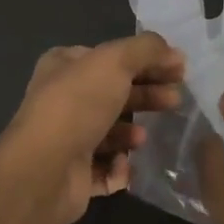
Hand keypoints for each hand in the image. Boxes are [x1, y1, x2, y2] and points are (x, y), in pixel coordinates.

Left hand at [4, 33, 185, 223]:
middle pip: (115, 93)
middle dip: (147, 95)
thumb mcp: (114, 61)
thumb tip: (175, 53)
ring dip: (132, 132)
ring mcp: (66, 138)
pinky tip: (124, 163)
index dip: (146, 60)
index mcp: (64, 66)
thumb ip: (146, 50)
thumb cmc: (77, 105)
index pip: (110, 57)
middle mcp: (62, 99)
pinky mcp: (73, 174)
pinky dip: (119, 167)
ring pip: (111, 132)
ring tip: (143, 137)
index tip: (179, 69)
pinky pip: (106, 168)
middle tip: (175, 100)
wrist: (44, 170)